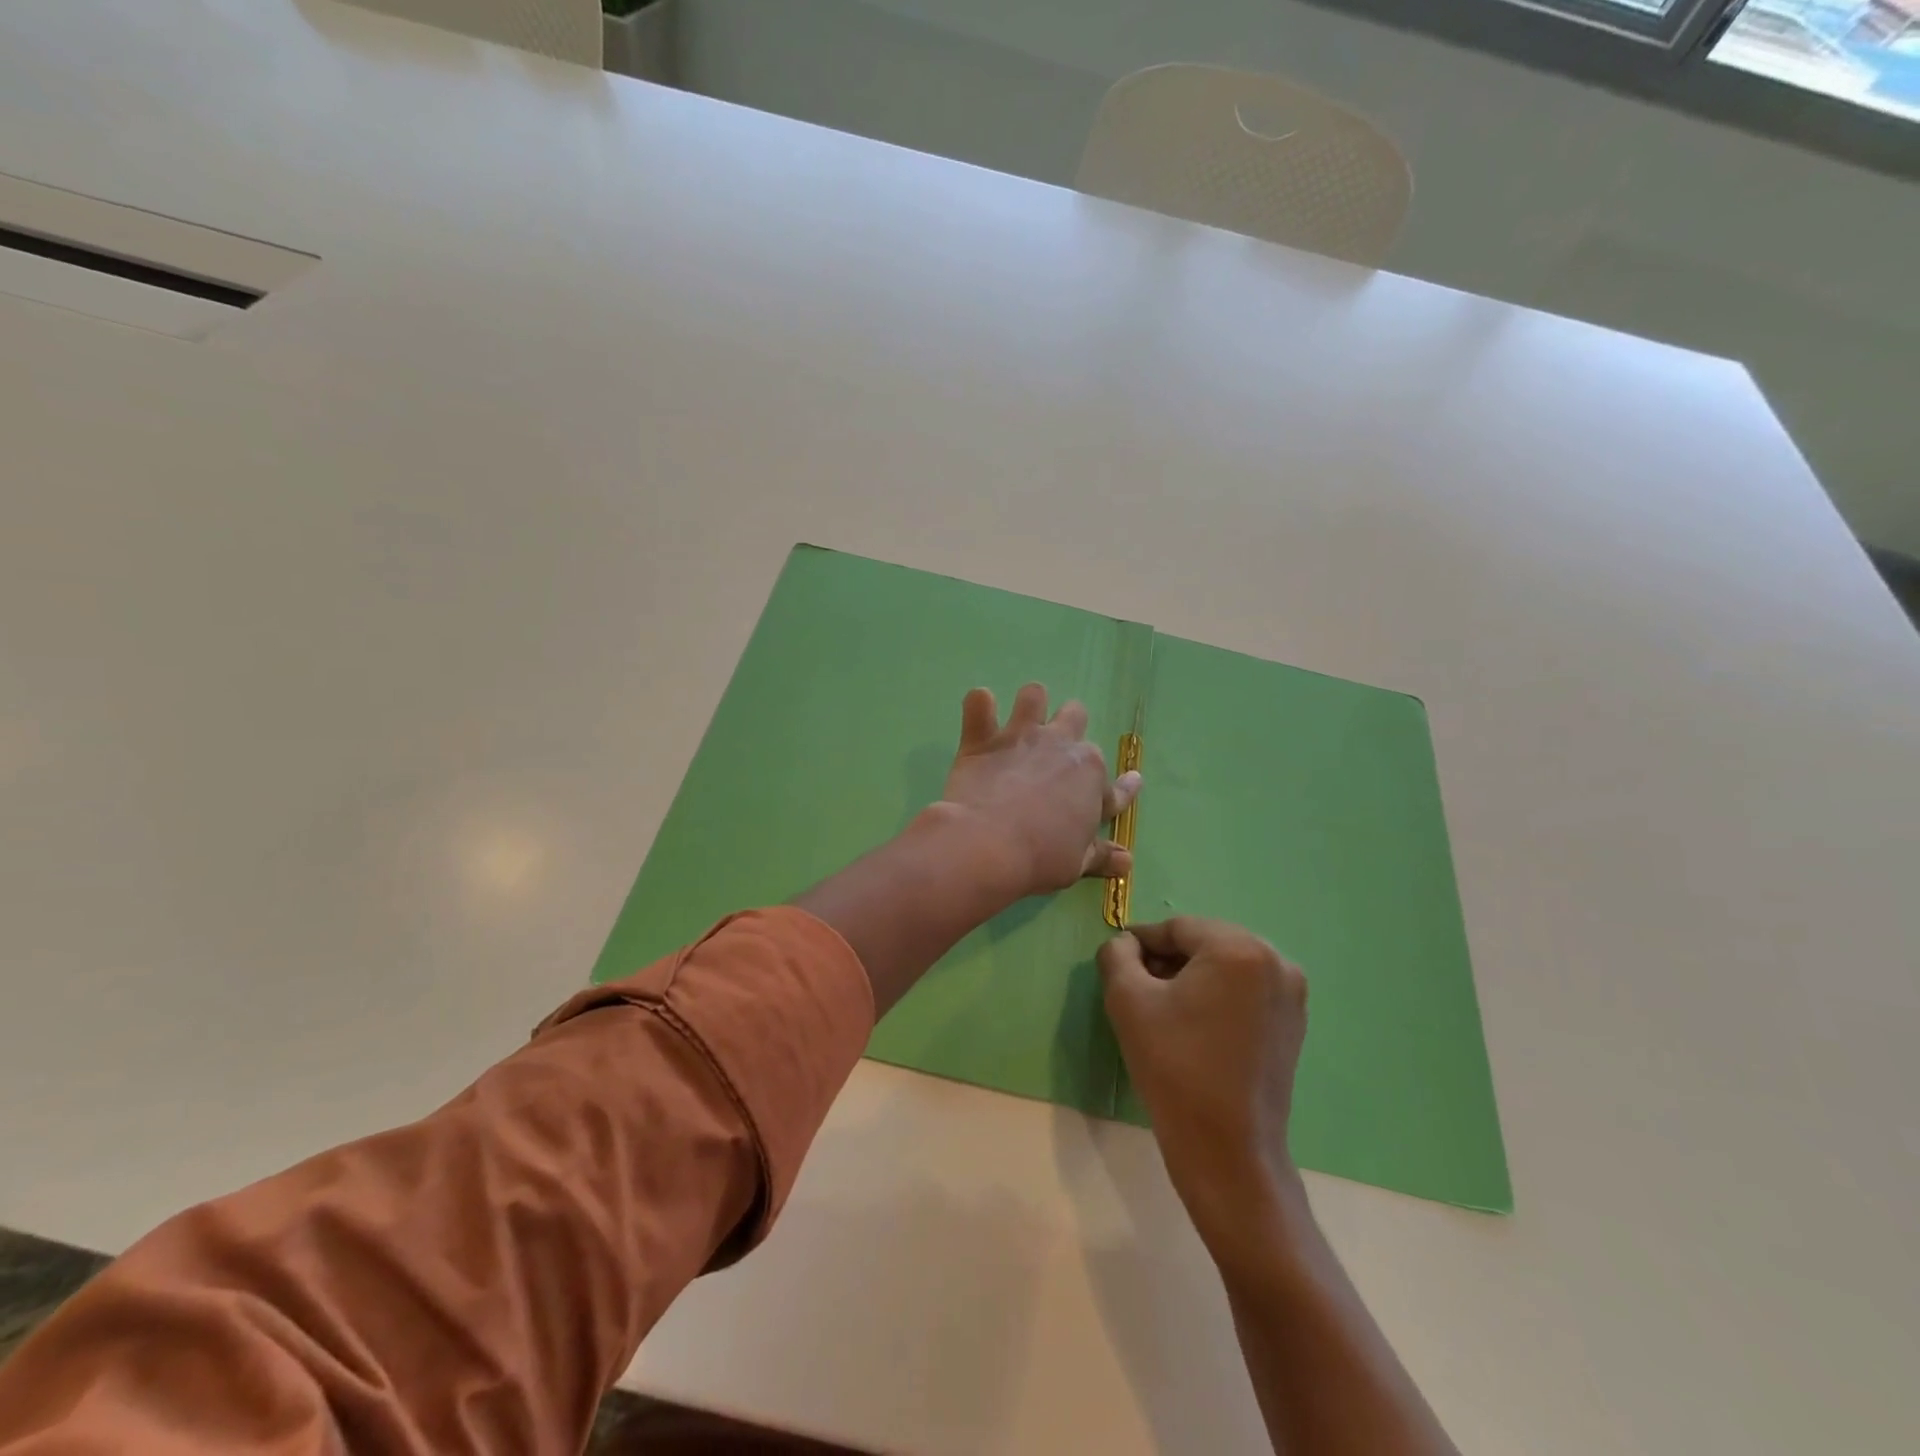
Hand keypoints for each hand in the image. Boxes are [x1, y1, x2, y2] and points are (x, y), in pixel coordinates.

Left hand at [940, 683, 1141, 900]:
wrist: (989, 846)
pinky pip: (979, 702)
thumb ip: (1101, 855)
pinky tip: (978, 713)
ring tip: (1020, 721)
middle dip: (1070, 727)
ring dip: (1030, 704)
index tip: (1132, 781)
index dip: (1125, 786)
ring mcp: (1021, 736)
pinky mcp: (983, 738)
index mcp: (1091, 776)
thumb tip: (1127, 862)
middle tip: (1056, 749)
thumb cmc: (1040, 858)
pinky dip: (978, 706)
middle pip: (1076, 717)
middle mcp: (1061, 746)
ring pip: (1034, 695)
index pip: (1115, 783)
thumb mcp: (1077, 863)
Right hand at [1098, 918, 1308, 1257]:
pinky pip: (1245, 991)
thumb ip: (1117, 955)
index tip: (1117, 960)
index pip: (1178, 928)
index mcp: (1239, 949)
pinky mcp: (1293, 1024)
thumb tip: (1125, 943)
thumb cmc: (1174, 1067)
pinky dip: (1216, 996)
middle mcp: (1275, 961)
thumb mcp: (1127, 1001)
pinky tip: (1192, 1025)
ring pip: (1225, 966)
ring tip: (1162, 1008)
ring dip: (1191, 976)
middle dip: (1168, 958)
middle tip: (1136, 986)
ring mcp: (1291, 995)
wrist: (1227, 1151)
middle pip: (1205, 943)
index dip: (1142, 941)